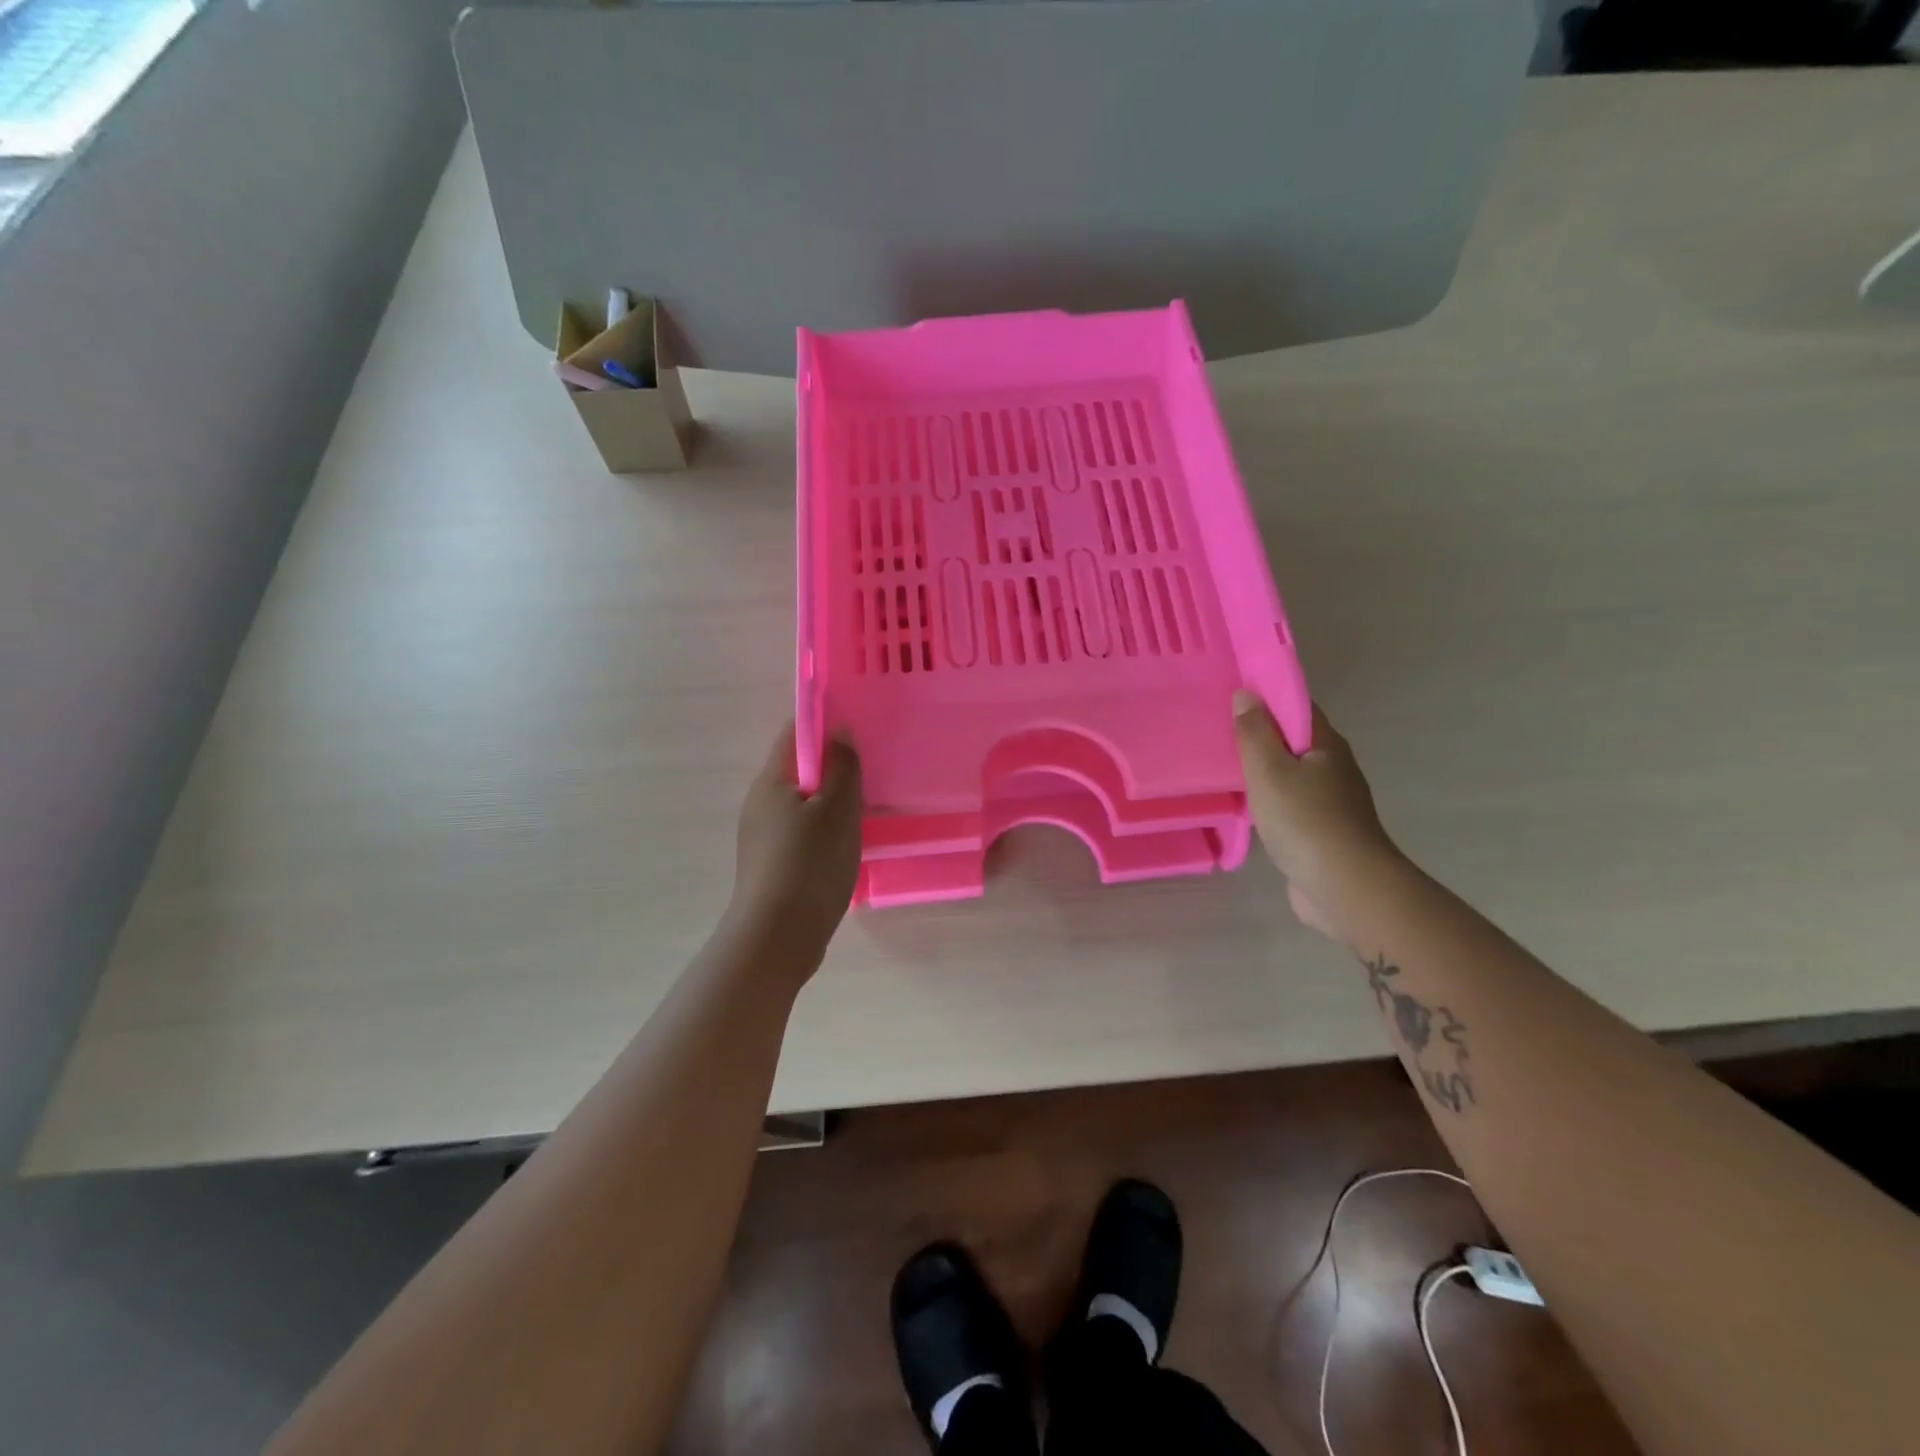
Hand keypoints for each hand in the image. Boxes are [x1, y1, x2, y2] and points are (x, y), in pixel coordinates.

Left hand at [728, 722, 862, 957]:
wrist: (777, 939)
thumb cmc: (809, 865)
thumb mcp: (837, 811)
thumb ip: (842, 768)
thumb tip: (839, 731)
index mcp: (770, 782)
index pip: (794, 735)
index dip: (824, 724)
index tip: (857, 726)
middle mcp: (760, 804)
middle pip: (798, 770)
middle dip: (832, 766)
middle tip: (870, 769)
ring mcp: (762, 837)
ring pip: (802, 804)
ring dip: (830, 801)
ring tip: (866, 807)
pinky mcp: (771, 865)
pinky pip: (801, 832)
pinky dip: (824, 829)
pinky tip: (846, 844)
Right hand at [1232, 693, 1401, 940]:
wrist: (1346, 888)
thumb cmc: (1305, 820)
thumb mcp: (1269, 770)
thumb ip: (1254, 732)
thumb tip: (1246, 693)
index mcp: (1327, 744)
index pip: (1296, 706)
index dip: (1266, 696)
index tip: (1231, 694)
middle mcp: (1334, 767)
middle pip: (1293, 739)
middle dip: (1260, 733)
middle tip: (1218, 729)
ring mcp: (1331, 802)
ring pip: (1291, 774)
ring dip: (1263, 769)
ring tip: (1224, 766)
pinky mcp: (1322, 832)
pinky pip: (1289, 803)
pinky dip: (1268, 799)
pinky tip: (1245, 806)